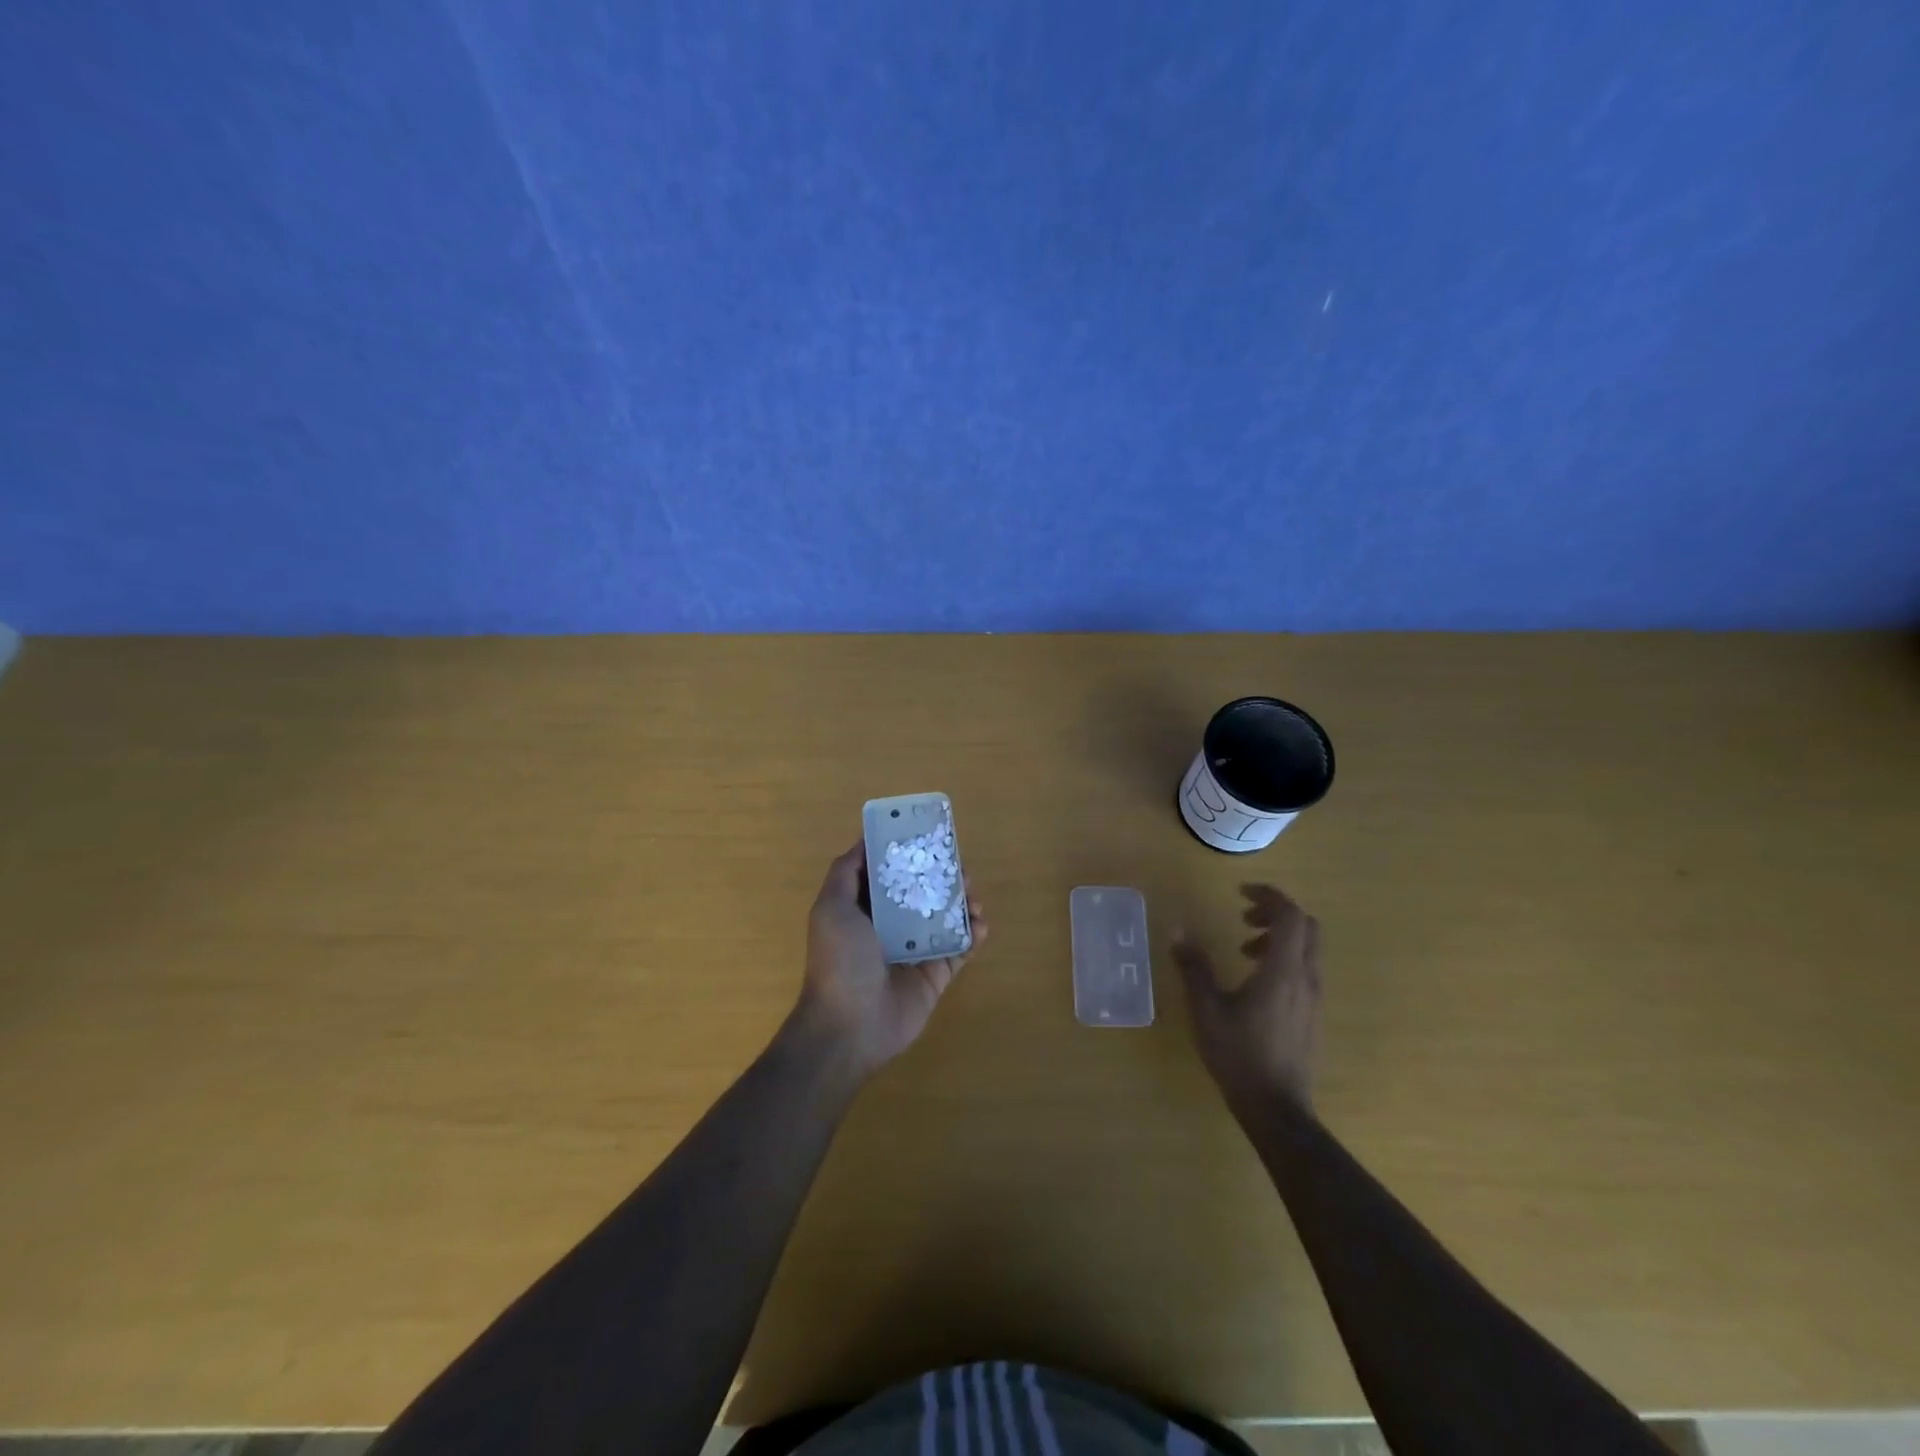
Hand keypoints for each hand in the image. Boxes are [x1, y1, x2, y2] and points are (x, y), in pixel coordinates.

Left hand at [793, 841, 987, 1078]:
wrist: (850, 1026)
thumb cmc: (840, 960)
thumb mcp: (831, 907)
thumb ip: (845, 872)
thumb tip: (865, 840)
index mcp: (864, 908)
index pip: (890, 874)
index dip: (908, 855)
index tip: (929, 837)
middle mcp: (890, 926)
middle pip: (923, 892)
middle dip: (943, 877)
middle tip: (961, 868)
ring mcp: (916, 950)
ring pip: (945, 917)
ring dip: (963, 902)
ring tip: (974, 896)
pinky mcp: (936, 974)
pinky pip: (960, 949)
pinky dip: (975, 935)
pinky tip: (982, 924)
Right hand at [1172, 884, 1321, 1113]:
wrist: (1276, 1108)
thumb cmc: (1239, 1054)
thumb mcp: (1206, 1008)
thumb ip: (1194, 967)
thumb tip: (1178, 932)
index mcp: (1283, 970)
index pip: (1290, 916)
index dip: (1269, 896)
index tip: (1241, 892)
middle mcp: (1306, 978)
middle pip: (1306, 927)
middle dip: (1275, 913)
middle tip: (1244, 916)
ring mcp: (1313, 998)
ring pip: (1307, 949)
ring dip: (1278, 937)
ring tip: (1244, 949)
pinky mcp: (1312, 1015)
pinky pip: (1305, 970)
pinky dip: (1283, 959)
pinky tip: (1254, 980)